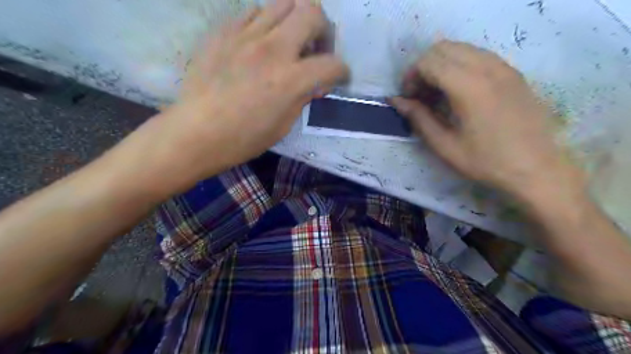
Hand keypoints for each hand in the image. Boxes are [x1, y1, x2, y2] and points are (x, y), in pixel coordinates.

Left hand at [155, 1, 346, 185]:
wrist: (197, 131)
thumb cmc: (244, 138)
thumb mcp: (284, 125)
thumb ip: (303, 97)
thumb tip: (314, 83)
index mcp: (291, 80)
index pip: (332, 64)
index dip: (342, 71)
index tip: (338, 78)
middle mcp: (273, 49)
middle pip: (312, 12)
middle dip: (323, 30)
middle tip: (316, 49)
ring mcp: (246, 35)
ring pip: (283, 3)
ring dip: (295, 21)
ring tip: (289, 42)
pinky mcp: (224, 31)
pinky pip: (254, 12)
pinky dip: (267, 24)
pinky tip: (261, 43)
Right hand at [392, 40, 583, 200]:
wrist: (536, 169)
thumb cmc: (485, 162)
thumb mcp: (444, 145)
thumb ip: (418, 118)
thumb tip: (395, 100)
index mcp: (468, 87)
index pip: (429, 62)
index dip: (411, 77)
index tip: (408, 98)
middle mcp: (487, 68)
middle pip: (443, 48)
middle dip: (423, 67)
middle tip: (420, 94)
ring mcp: (504, 67)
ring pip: (462, 48)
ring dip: (441, 65)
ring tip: (437, 93)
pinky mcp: (513, 73)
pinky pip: (479, 55)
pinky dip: (460, 65)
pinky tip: (459, 90)